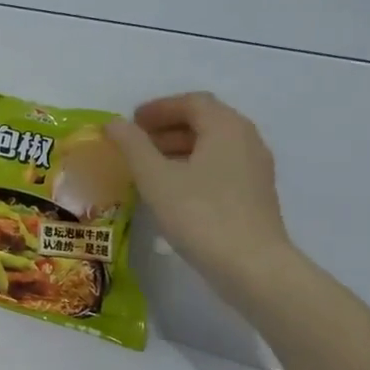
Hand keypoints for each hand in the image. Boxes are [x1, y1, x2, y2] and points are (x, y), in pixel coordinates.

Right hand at [106, 93, 294, 303]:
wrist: (252, 267)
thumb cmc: (200, 215)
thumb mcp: (156, 178)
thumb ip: (132, 145)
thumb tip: (114, 122)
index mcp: (226, 127)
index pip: (192, 102)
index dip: (159, 108)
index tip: (131, 122)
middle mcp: (247, 140)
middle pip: (205, 121)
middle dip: (167, 127)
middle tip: (136, 143)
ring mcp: (255, 169)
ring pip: (213, 146)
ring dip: (179, 148)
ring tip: (148, 167)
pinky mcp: (255, 195)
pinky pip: (221, 167)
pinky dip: (194, 167)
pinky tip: (172, 190)